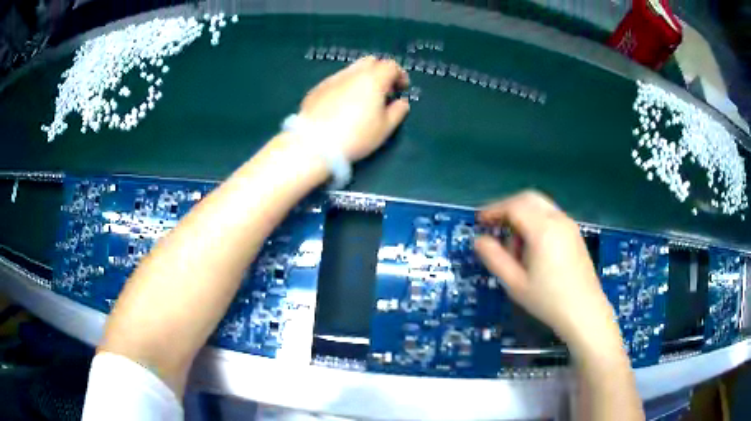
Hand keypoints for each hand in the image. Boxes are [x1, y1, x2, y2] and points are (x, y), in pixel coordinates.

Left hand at [299, 56, 410, 161]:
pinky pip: (336, 81)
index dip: (400, 75)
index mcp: (373, 79)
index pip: (391, 65)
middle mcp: (352, 73)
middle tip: (383, 91)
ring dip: (362, 79)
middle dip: (380, 72)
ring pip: (351, 70)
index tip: (402, 89)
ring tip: (362, 100)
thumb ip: (398, 111)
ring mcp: (332, 79)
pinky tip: (342, 106)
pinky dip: (345, 87)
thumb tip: (401, 102)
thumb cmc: (356, 135)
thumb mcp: (385, 128)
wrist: (314, 143)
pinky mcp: (317, 89)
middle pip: (370, 61)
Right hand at [474, 191, 621, 355]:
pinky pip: (551, 215)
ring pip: (540, 205)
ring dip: (522, 214)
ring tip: (514, 243)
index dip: (494, 210)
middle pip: (528, 198)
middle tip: (493, 224)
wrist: (585, 312)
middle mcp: (558, 219)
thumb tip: (479, 240)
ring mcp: (569, 225)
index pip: (514, 206)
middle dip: (507, 207)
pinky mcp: (575, 233)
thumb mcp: (515, 283)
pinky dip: (536, 220)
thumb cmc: (548, 300)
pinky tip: (532, 245)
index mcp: (543, 230)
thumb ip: (494, 258)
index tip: (479, 221)